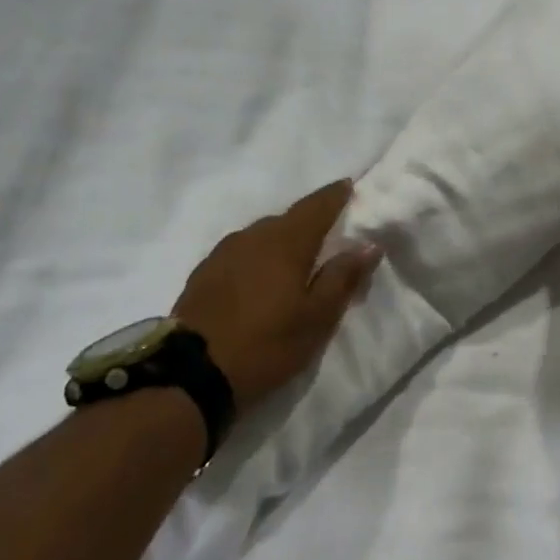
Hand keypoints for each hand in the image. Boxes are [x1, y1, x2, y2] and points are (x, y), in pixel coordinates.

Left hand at [172, 180, 380, 414]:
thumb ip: (343, 278)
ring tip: (296, 260)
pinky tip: (261, 277)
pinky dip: (259, 256)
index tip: (348, 186)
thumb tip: (368, 244)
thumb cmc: (266, 344)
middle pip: (288, 219)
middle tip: (329, 236)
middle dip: (310, 221)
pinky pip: (242, 252)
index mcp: (285, 242)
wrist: (190, 374)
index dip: (335, 195)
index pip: (316, 206)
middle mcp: (253, 236)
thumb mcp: (316, 318)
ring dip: (282, 240)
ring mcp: (223, 252)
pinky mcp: (204, 272)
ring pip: (262, 235)